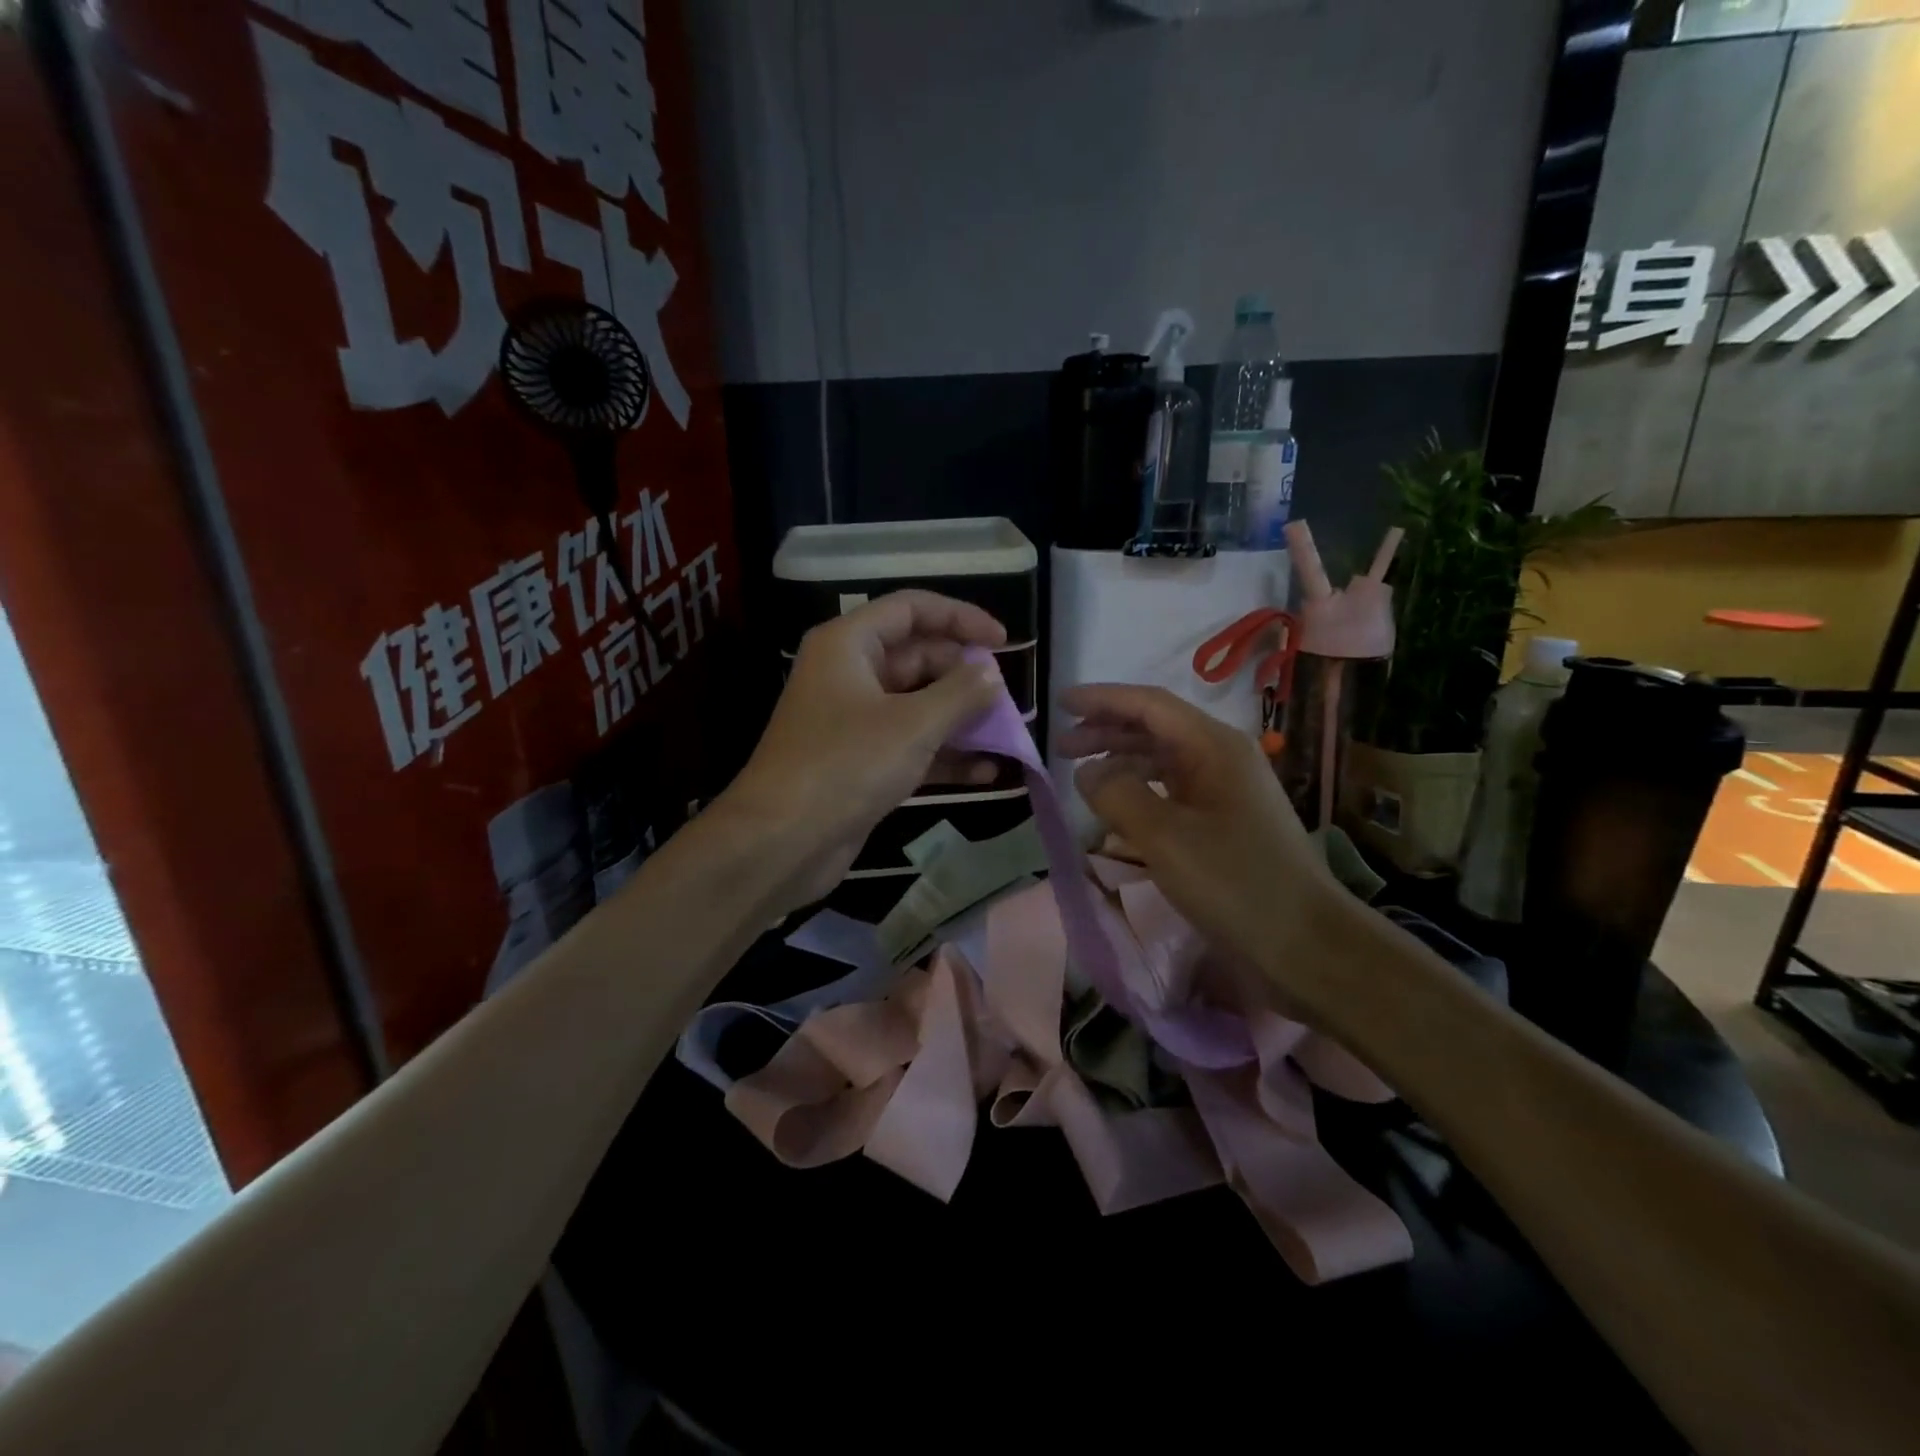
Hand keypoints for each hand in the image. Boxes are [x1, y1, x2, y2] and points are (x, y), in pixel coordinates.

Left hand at [721, 591, 1006, 907]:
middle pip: (918, 658)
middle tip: (1008, 699)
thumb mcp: (913, 724)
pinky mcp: (861, 762)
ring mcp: (854, 721)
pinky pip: (911, 745)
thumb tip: (991, 672)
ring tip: (1008, 734)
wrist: (783, 841)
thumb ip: (960, 692)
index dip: (960, 618)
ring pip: (918, 705)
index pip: (911, 609)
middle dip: (965, 677)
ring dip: (961, 719)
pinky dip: (945, 755)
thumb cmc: (846, 765)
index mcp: (849, 645)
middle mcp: (850, 674)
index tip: (1003, 641)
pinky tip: (986, 772)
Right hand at [1056, 684, 1340, 1004]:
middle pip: (1155, 727)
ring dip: (1120, 760)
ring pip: (1162, 759)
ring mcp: (1225, 790)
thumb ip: (1118, 795)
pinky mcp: (1224, 821)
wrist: (1306, 944)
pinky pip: (1172, 789)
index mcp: (1214, 746)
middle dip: (1106, 729)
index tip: (1061, 701)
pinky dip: (1139, 790)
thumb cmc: (1236, 884)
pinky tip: (1117, 807)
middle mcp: (1221, 757)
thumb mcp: (1166, 838)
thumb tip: (1087, 772)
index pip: (1150, 705)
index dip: (1103, 699)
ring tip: (1081, 775)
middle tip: (1062, 745)